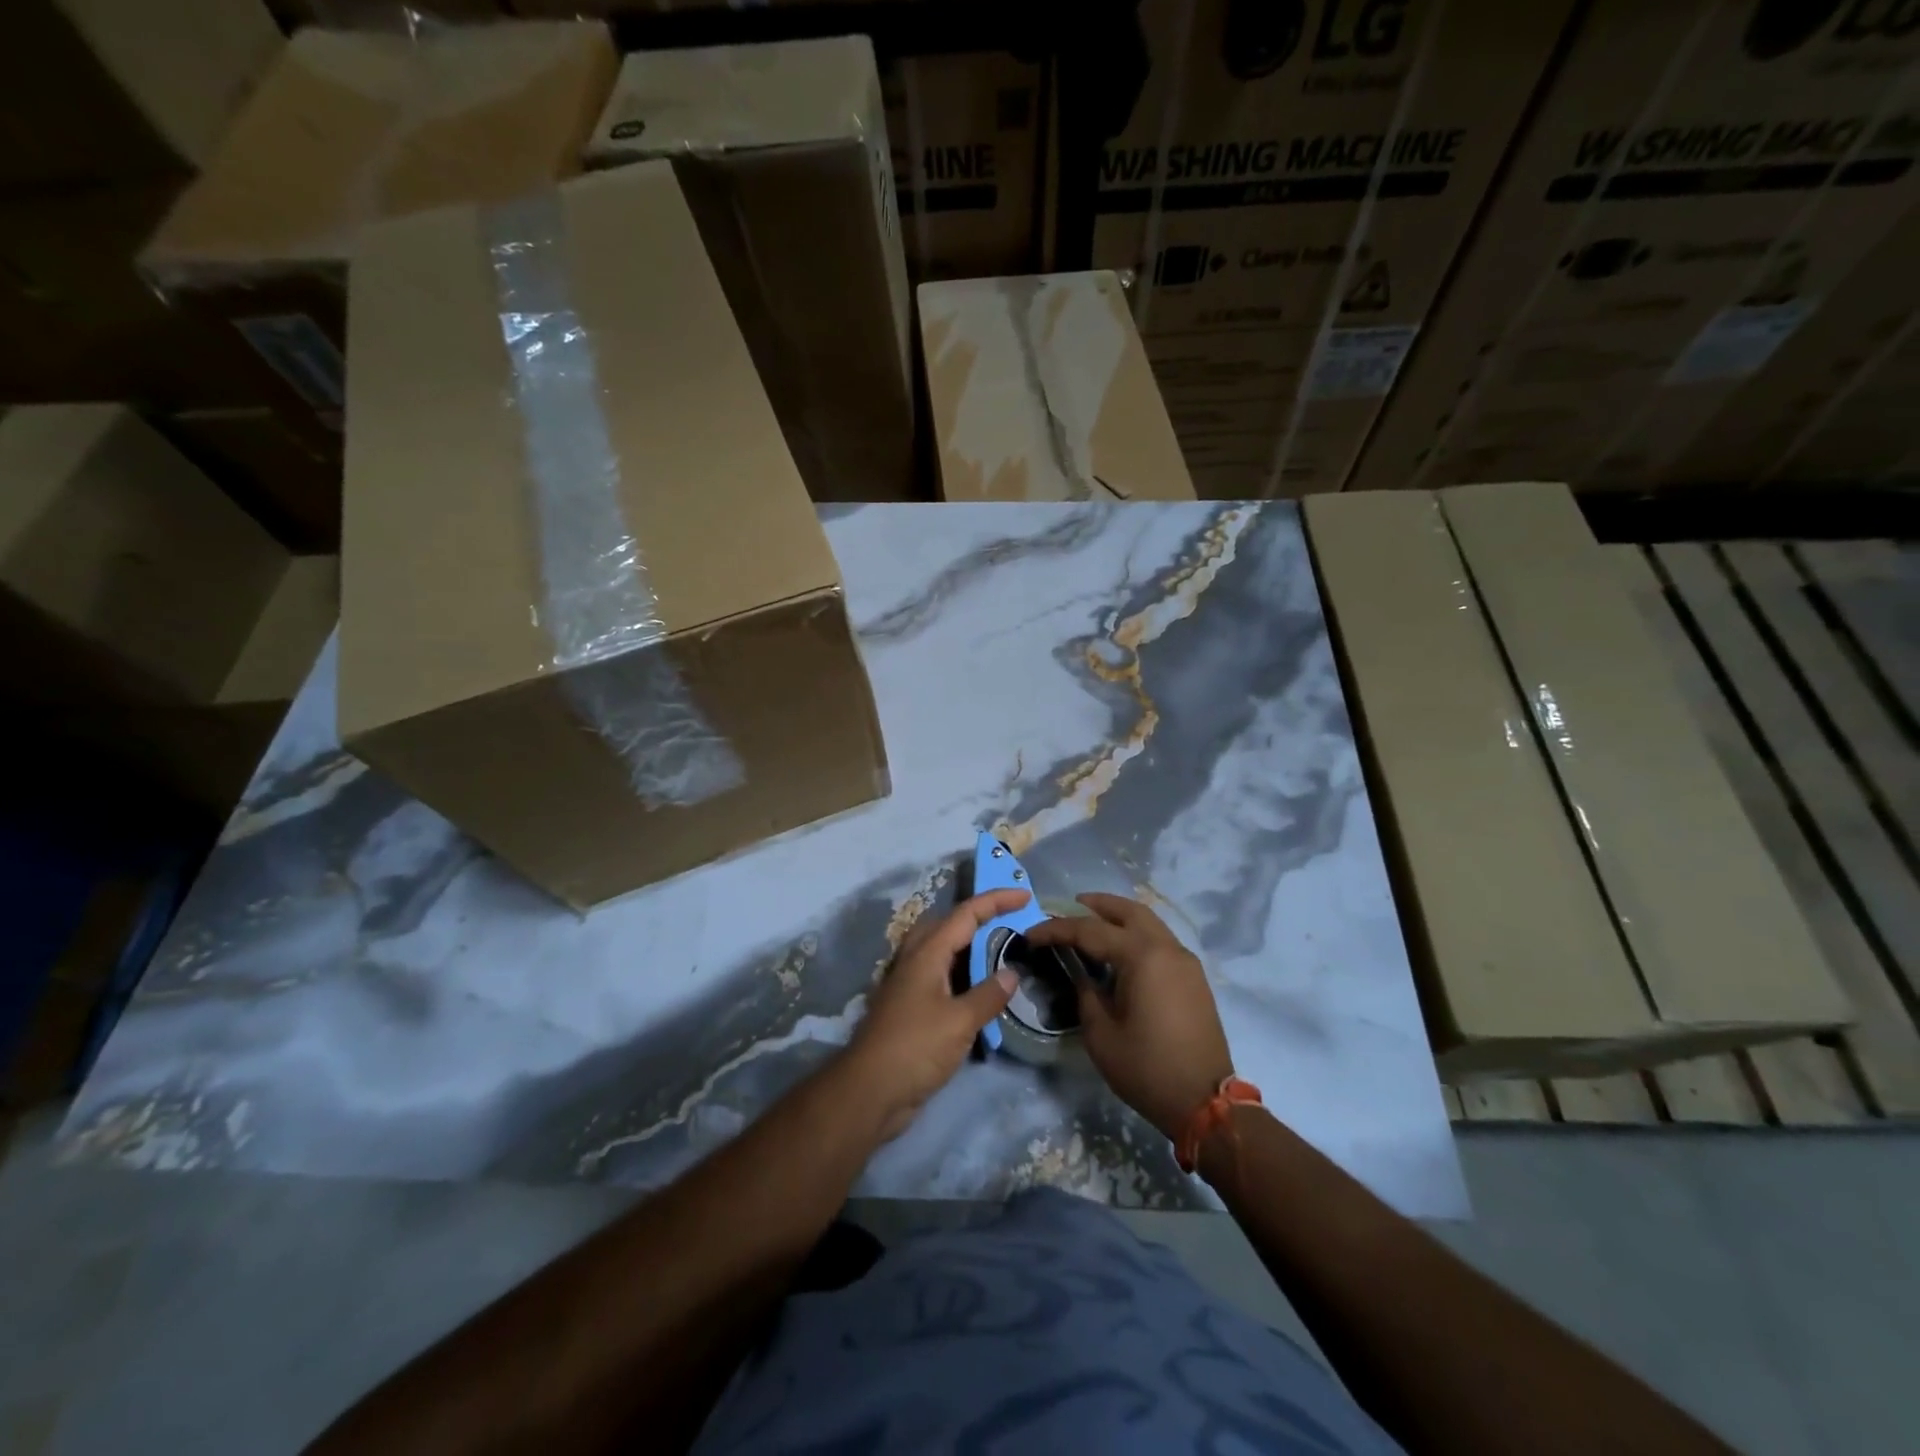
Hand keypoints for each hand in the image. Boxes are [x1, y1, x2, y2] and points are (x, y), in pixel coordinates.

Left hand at [843, 889, 1026, 1141]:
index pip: (966, 914)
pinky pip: (941, 977)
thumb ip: (988, 995)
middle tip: (1010, 923)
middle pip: (948, 924)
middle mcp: (915, 960)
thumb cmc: (915, 1048)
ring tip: (1001, 954)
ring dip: (970, 947)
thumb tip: (1012, 972)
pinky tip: (980, 992)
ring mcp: (909, 984)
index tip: (1025, 895)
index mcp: (927, 953)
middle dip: (978, 917)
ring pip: (942, 951)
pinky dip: (962, 975)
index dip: (996, 901)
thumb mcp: (960, 1021)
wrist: (870, 1091)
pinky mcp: (910, 1008)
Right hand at [1024, 893, 1233, 1140]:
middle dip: (1096, 904)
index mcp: (1141, 956)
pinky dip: (1136, 933)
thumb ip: (1086, 993)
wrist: (1205, 1103)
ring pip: (1148, 921)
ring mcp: (1184, 960)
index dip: (1056, 930)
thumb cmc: (1147, 1068)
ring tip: (1092, 922)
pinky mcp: (1193, 977)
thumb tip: (1079, 973)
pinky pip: (1160, 940)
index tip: (1031, 935)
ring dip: (1119, 916)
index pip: (1090, 930)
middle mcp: (1166, 948)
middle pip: (1128, 910)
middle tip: (1069, 907)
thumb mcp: (1101, 1034)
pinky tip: (1120, 949)